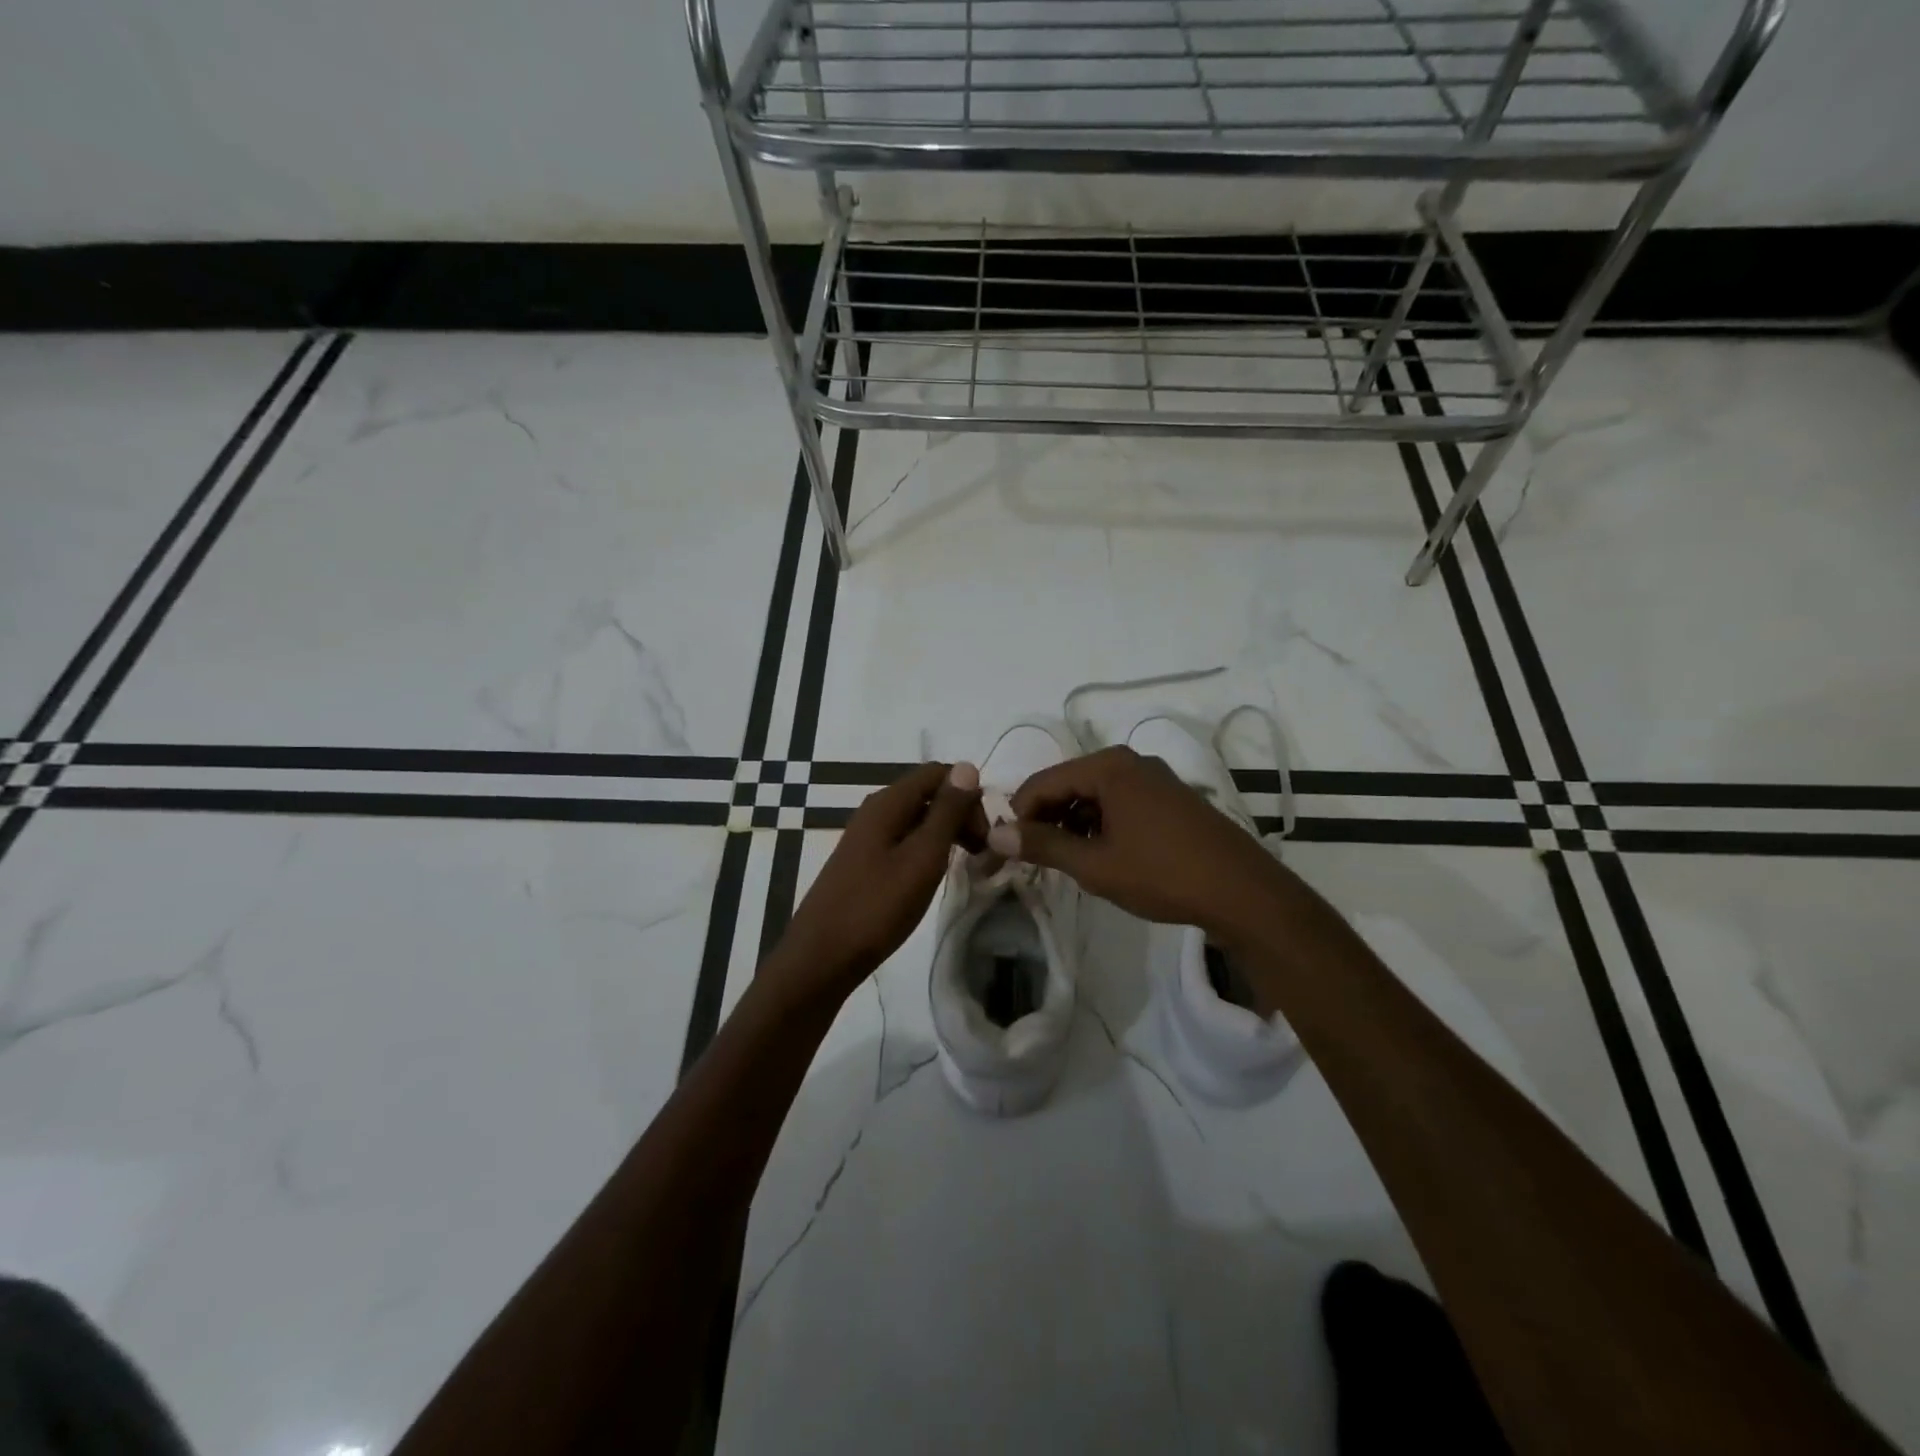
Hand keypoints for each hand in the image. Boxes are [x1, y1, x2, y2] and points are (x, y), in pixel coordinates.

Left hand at [772, 761, 984, 1003]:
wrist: (821, 957)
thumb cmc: (877, 907)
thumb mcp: (922, 858)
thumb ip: (946, 812)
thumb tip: (967, 767)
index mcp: (887, 803)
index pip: (938, 773)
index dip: (969, 794)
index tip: (988, 831)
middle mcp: (875, 811)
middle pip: (928, 794)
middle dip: (960, 814)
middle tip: (983, 853)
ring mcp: (867, 837)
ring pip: (917, 819)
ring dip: (946, 833)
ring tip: (967, 864)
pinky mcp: (864, 862)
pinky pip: (904, 841)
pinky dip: (926, 850)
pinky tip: (934, 875)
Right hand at [989, 746, 1279, 936]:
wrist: (1242, 892)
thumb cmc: (1162, 874)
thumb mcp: (1095, 864)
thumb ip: (1043, 845)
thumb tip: (996, 834)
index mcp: (1108, 766)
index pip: (1042, 782)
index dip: (1019, 816)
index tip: (1009, 850)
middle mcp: (1130, 761)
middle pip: (1068, 783)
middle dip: (1047, 819)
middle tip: (1036, 859)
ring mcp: (1154, 777)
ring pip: (1094, 794)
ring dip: (1074, 823)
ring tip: (1069, 862)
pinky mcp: (1170, 796)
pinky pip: (1119, 801)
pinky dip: (1101, 824)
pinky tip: (1103, 854)